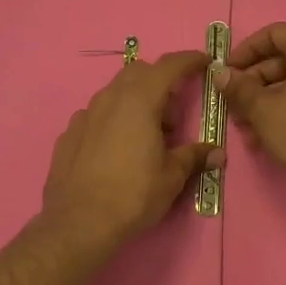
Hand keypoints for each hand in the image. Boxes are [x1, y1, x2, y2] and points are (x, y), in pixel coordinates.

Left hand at [40, 50, 224, 253]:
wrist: (77, 224)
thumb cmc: (132, 195)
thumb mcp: (171, 177)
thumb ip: (193, 157)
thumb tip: (217, 153)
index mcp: (139, 101)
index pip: (168, 66)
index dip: (189, 60)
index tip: (204, 62)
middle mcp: (109, 99)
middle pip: (138, 72)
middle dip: (160, 81)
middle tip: (172, 114)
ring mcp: (84, 115)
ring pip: (114, 92)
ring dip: (135, 101)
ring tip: (146, 135)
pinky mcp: (68, 134)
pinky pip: (96, 115)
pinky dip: (112, 121)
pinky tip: (116, 149)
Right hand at [216, 23, 285, 199]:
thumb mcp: (262, 109)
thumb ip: (238, 87)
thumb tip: (220, 74)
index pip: (274, 34)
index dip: (246, 50)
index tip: (228, 70)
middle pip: (284, 59)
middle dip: (254, 82)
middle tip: (233, 104)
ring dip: (266, 99)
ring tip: (245, 127)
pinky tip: (265, 135)